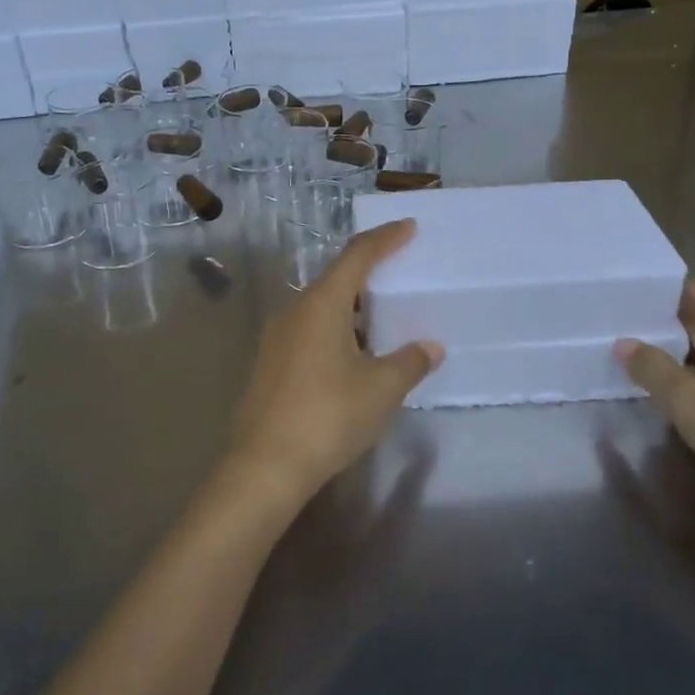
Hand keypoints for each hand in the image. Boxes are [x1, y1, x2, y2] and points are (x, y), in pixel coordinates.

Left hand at [226, 220, 442, 507]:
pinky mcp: (269, 364)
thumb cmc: (328, 416)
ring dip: (352, 307)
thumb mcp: (381, 388)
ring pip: (320, 307)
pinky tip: (352, 356)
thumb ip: (410, 361)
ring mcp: (276, 338)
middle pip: (336, 278)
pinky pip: (308, 331)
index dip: (385, 238)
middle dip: (368, 272)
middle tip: (399, 273)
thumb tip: (430, 346)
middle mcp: (294, 310)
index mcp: (322, 304)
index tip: (409, 227)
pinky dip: (335, 330)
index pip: (357, 255)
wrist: (264, 467)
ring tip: (382, 319)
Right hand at [613, 279, 694, 527]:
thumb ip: (655, 370)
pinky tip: (666, 393)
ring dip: (676, 354)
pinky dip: (691, 382)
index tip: (631, 285)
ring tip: (631, 352)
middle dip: (665, 321)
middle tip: (619, 320)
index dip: (670, 287)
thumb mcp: (694, 404)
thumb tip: (623, 343)